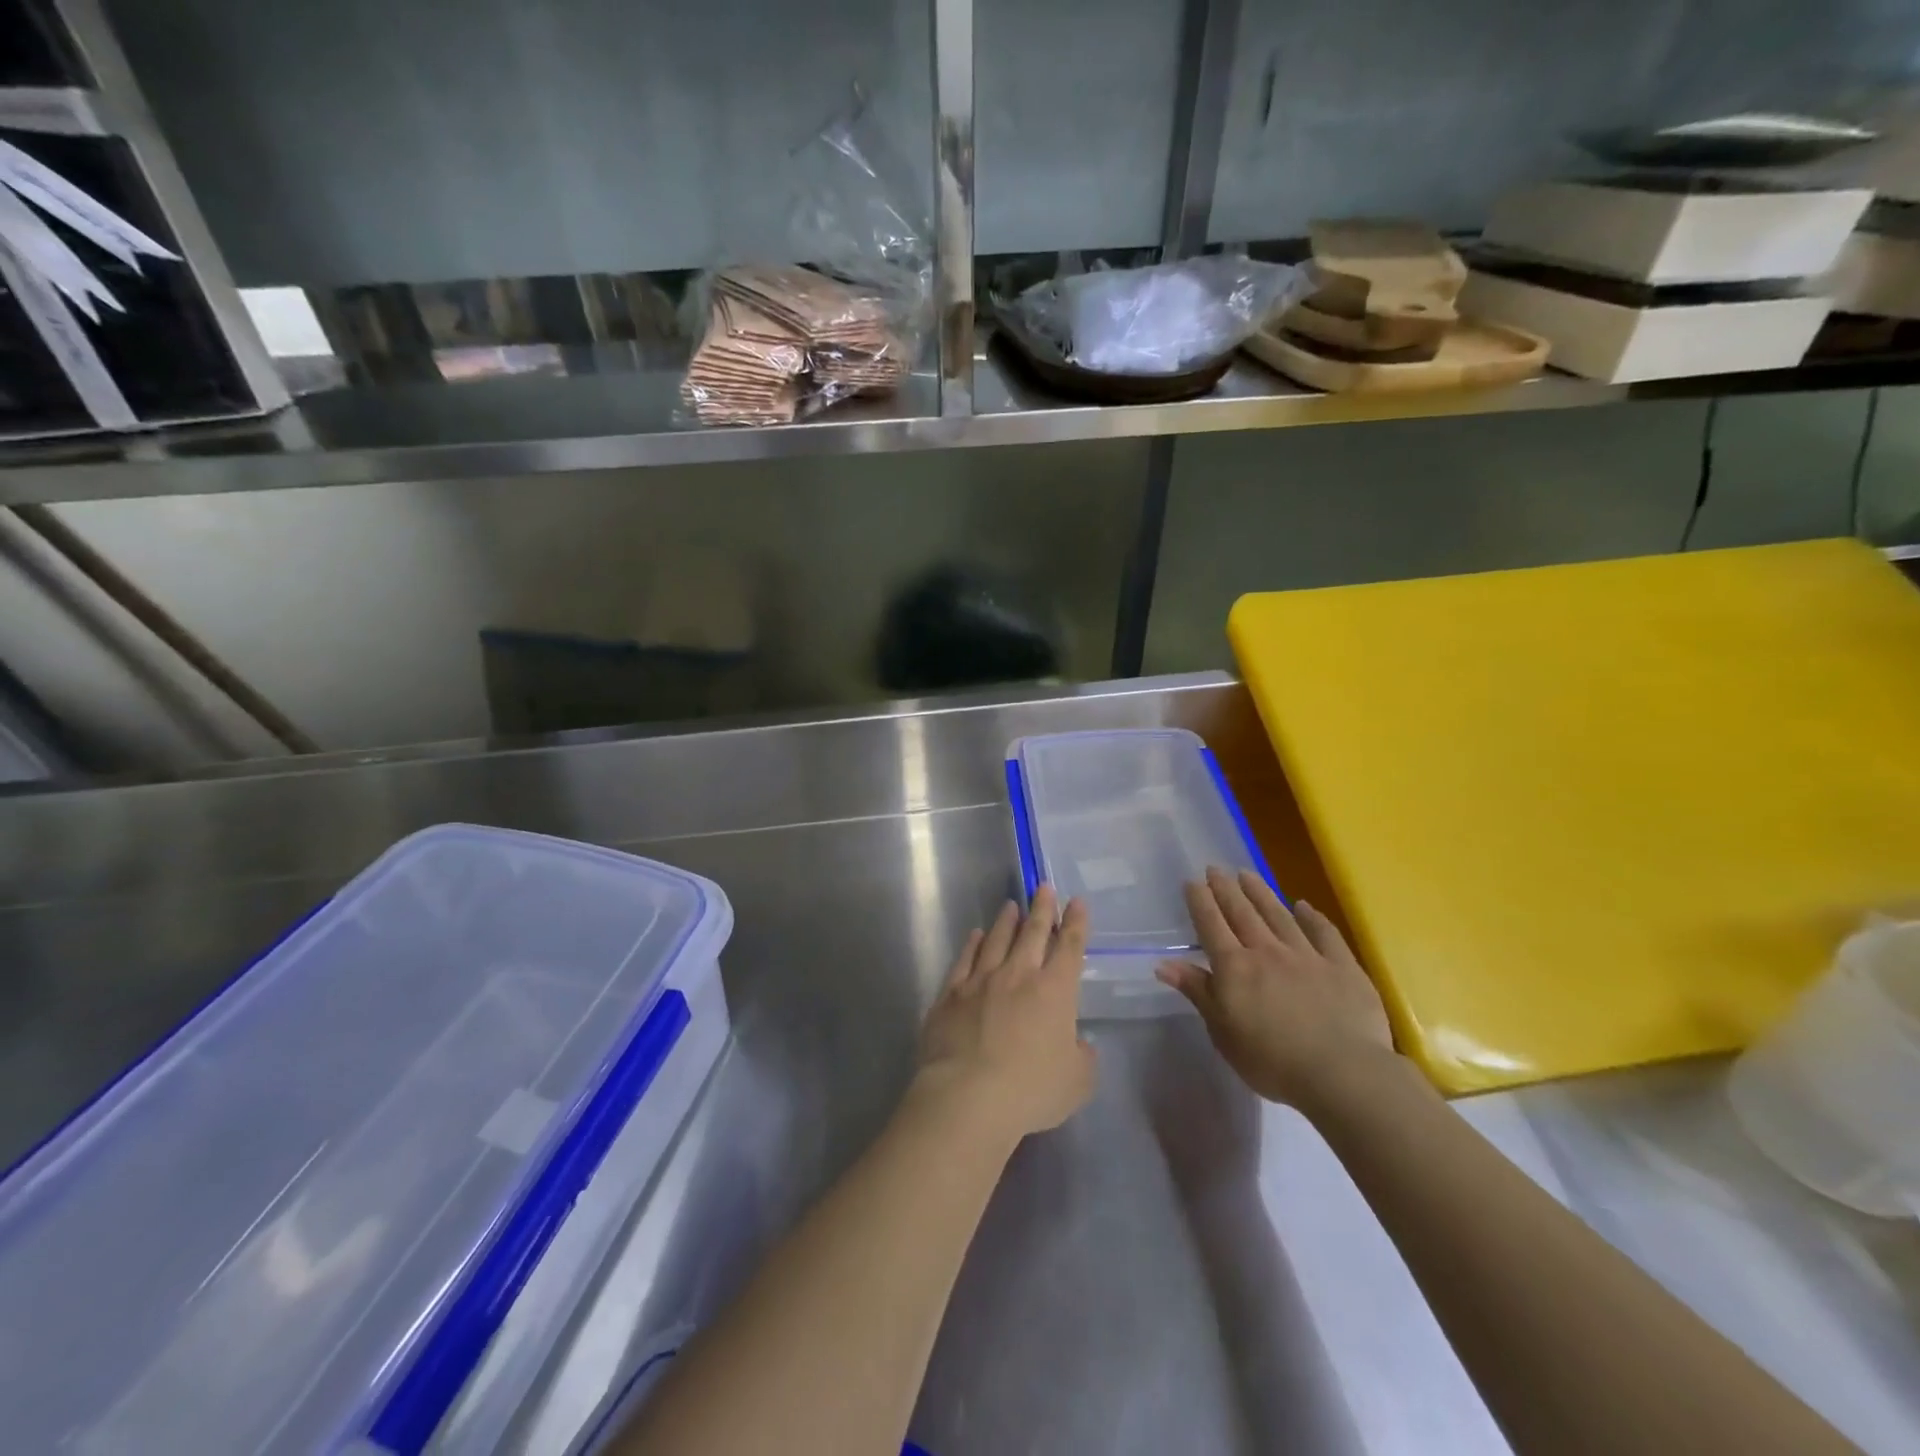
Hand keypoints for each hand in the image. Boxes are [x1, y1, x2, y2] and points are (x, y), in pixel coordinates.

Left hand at [914, 885, 1096, 1143]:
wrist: (968, 1096)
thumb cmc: (1031, 1090)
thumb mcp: (1076, 1082)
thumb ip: (1083, 1058)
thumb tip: (1080, 1044)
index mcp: (1055, 991)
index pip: (1070, 947)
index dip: (1076, 923)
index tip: (1076, 902)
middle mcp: (1018, 975)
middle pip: (1033, 933)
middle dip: (1042, 909)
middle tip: (1044, 887)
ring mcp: (981, 981)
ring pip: (996, 940)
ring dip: (1006, 921)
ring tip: (1011, 906)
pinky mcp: (950, 994)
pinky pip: (964, 960)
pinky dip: (972, 944)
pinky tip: (975, 935)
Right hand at [1156, 867, 1394, 1109]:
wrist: (1342, 1073)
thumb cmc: (1272, 1061)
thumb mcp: (1223, 1033)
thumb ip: (1198, 992)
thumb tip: (1164, 963)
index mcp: (1235, 968)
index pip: (1211, 926)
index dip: (1200, 902)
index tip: (1192, 881)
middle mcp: (1267, 952)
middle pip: (1242, 913)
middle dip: (1226, 889)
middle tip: (1215, 868)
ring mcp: (1307, 955)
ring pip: (1278, 915)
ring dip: (1261, 893)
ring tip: (1247, 874)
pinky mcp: (1342, 966)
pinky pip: (1324, 933)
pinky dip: (1312, 917)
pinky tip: (1304, 905)